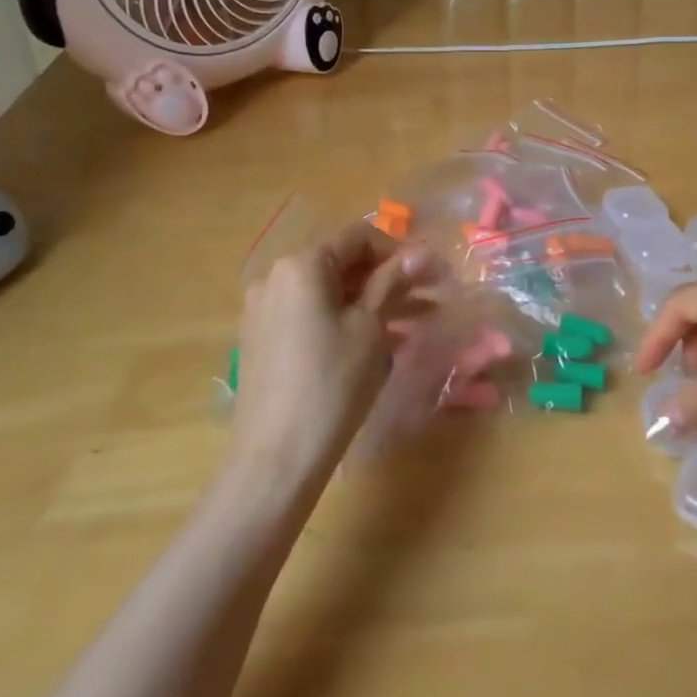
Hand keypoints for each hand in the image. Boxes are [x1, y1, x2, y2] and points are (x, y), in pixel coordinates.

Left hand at [232, 222, 444, 487]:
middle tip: (432, 295)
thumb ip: (393, 281)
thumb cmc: (332, 382)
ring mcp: (265, 311)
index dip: (399, 251)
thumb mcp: (371, 327)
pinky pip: (313, 316)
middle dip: (389, 277)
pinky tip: (382, 340)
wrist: (277, 458)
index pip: (357, 238)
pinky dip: (347, 320)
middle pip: (342, 264)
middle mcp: (275, 278)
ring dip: (373, 301)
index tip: (431, 274)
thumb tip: (422, 251)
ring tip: (419, 320)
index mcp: (300, 265)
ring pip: (330, 294)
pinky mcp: (264, 341)